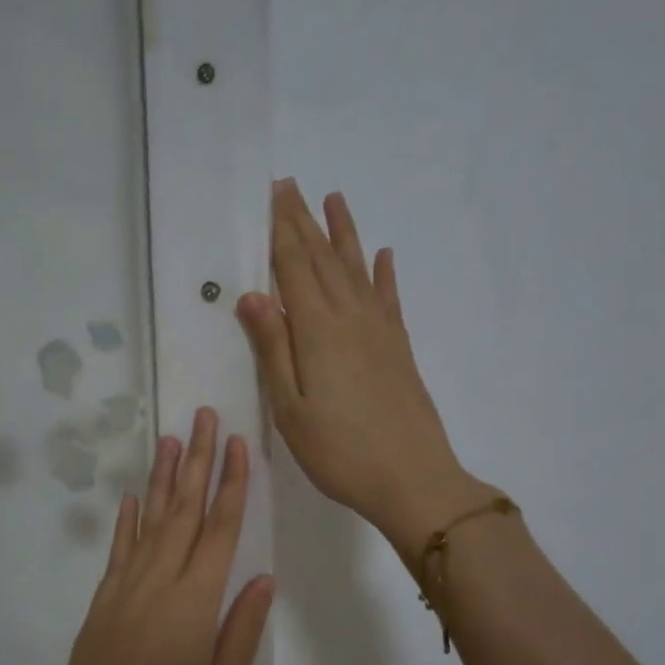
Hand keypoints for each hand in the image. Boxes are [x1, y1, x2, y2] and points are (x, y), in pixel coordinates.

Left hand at [40, 408, 275, 664]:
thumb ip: (241, 629)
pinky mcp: (100, 605)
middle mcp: (157, 582)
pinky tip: (132, 498)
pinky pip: (118, 550)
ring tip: (170, 439)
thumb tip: (261, 577)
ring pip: (148, 521)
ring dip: (161, 479)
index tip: (239, 443)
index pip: (219, 528)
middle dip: (197, 461)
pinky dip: (126, 521)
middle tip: (204, 417)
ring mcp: (123, 590)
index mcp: (194, 601)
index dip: (231, 483)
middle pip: (182, 510)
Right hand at [237, 180, 491, 550]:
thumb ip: (273, 348)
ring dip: (343, 233)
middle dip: (303, 221)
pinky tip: (382, 256)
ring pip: (356, 269)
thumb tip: (251, 294)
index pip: (293, 268)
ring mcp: (380, 330)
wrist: (412, 478)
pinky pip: (388, 298)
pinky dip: (382, 273)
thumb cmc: (339, 451)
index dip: (280, 231)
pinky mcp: (399, 347)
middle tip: (290, 186)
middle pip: (322, 259)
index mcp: (317, 331)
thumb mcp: (290, 408)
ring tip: (334, 199)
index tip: (271, 195)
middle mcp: (350, 318)